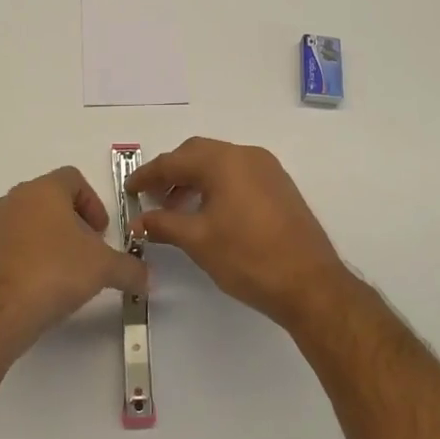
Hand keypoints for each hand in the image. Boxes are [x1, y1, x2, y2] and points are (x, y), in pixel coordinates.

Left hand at [0, 166, 148, 361]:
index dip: (93, 203)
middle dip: (73, 224)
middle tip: (87, 254)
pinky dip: (25, 260)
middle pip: (50, 201)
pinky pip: (8, 247)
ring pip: (28, 223)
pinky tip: (36, 289)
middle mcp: (14, 199)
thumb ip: (129, 269)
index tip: (101, 233)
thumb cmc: (52, 273)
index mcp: (44, 190)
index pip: (73, 178)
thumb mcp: (103, 269)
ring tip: (62, 275)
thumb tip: (146, 278)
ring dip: (48, 242)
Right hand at [127, 138, 351, 327]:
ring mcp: (268, 169)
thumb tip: (137, 221)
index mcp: (224, 161)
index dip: (148, 175)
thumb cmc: (248, 258)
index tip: (129, 190)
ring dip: (194, 179)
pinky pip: (238, 174)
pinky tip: (208, 212)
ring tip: (175, 209)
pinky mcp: (280, 187)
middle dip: (171, 172)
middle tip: (150, 196)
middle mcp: (247, 155)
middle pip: (198, 154)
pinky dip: (216, 185)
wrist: (310, 284)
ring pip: (220, 163)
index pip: (174, 161)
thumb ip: (163, 224)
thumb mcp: (198, 241)